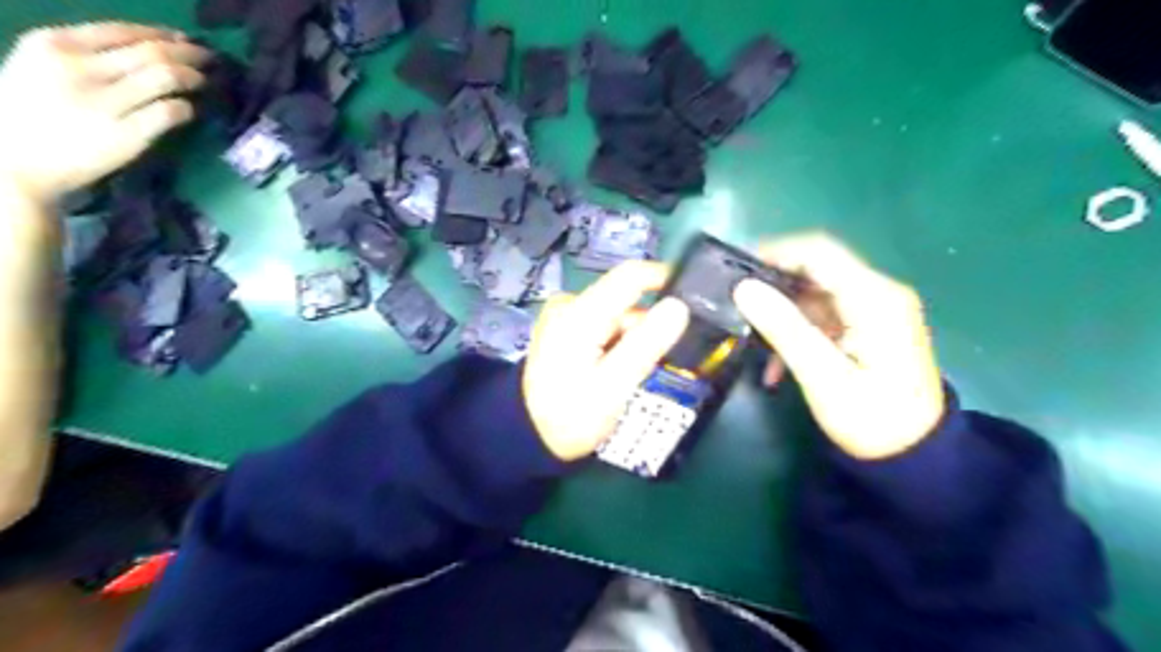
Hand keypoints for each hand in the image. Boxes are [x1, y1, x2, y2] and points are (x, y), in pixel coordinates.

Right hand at [1, 22, 210, 202]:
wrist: (14, 160)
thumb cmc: (31, 111)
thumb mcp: (43, 66)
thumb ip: (88, 55)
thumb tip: (148, 49)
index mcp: (55, 43)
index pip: (122, 30)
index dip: (162, 34)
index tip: (185, 39)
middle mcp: (80, 68)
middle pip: (152, 52)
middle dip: (188, 53)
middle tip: (209, 59)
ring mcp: (105, 102)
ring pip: (166, 77)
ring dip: (193, 77)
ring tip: (204, 81)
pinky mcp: (127, 134)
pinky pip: (169, 113)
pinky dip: (187, 108)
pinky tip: (190, 110)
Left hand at [525, 262, 687, 459]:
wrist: (529, 436)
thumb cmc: (571, 416)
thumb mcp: (613, 386)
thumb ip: (646, 344)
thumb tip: (679, 305)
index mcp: (580, 313)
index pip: (630, 276)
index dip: (665, 279)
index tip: (693, 300)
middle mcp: (570, 304)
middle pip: (625, 300)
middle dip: (647, 326)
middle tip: (655, 364)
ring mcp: (564, 316)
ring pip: (617, 315)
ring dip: (633, 339)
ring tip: (632, 375)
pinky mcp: (565, 329)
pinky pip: (604, 325)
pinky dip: (618, 343)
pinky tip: (616, 370)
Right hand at [734, 231, 941, 459]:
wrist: (914, 457)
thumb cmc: (871, 418)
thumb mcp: (822, 376)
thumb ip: (784, 328)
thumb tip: (744, 288)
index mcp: (874, 298)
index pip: (820, 252)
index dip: (777, 253)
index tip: (738, 271)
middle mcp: (879, 294)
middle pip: (817, 271)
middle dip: (776, 287)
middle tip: (738, 307)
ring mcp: (875, 311)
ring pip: (816, 296)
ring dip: (784, 316)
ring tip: (753, 342)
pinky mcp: (869, 328)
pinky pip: (825, 317)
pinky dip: (799, 332)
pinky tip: (778, 363)